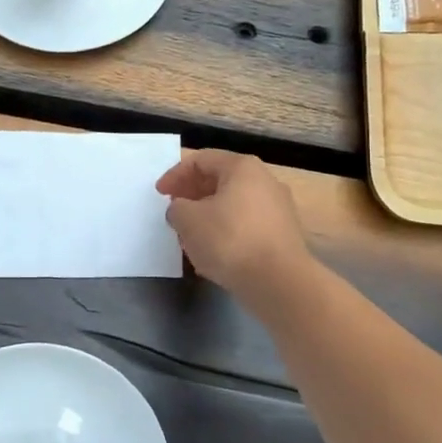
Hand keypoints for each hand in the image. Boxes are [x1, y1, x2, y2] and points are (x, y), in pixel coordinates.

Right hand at [156, 149, 310, 301]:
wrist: (279, 282)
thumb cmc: (229, 240)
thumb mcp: (188, 220)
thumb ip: (177, 208)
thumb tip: (183, 210)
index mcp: (242, 168)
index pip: (201, 160)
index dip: (175, 175)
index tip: (159, 194)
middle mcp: (265, 181)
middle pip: (220, 180)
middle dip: (192, 195)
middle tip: (174, 211)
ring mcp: (278, 209)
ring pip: (233, 205)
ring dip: (208, 216)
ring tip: (190, 235)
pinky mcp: (282, 236)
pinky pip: (246, 226)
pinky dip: (226, 232)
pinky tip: (213, 253)